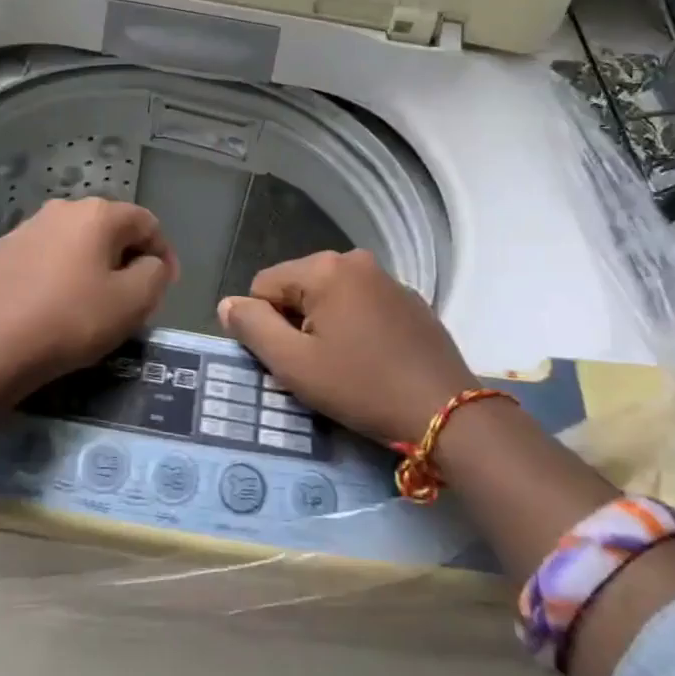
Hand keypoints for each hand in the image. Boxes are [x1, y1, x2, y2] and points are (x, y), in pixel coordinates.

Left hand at [0, 198, 177, 433]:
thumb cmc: (73, 320)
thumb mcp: (133, 302)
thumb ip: (155, 273)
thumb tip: (152, 262)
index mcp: (97, 214)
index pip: (146, 223)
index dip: (162, 253)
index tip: (164, 286)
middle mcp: (61, 209)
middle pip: (107, 228)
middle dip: (124, 257)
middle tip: (129, 295)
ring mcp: (25, 228)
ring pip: (72, 241)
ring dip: (88, 263)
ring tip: (89, 300)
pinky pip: (41, 256)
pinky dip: (55, 272)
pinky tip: (51, 303)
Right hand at [218, 249, 474, 445]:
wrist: (447, 414)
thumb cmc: (361, 387)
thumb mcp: (294, 364)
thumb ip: (253, 328)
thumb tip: (227, 304)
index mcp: (325, 269)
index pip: (264, 286)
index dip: (265, 326)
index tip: (289, 361)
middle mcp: (356, 261)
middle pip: (299, 288)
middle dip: (296, 324)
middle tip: (315, 368)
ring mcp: (388, 279)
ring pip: (331, 298)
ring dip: (325, 327)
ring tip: (344, 368)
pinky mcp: (411, 301)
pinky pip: (363, 306)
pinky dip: (356, 328)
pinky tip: (372, 362)